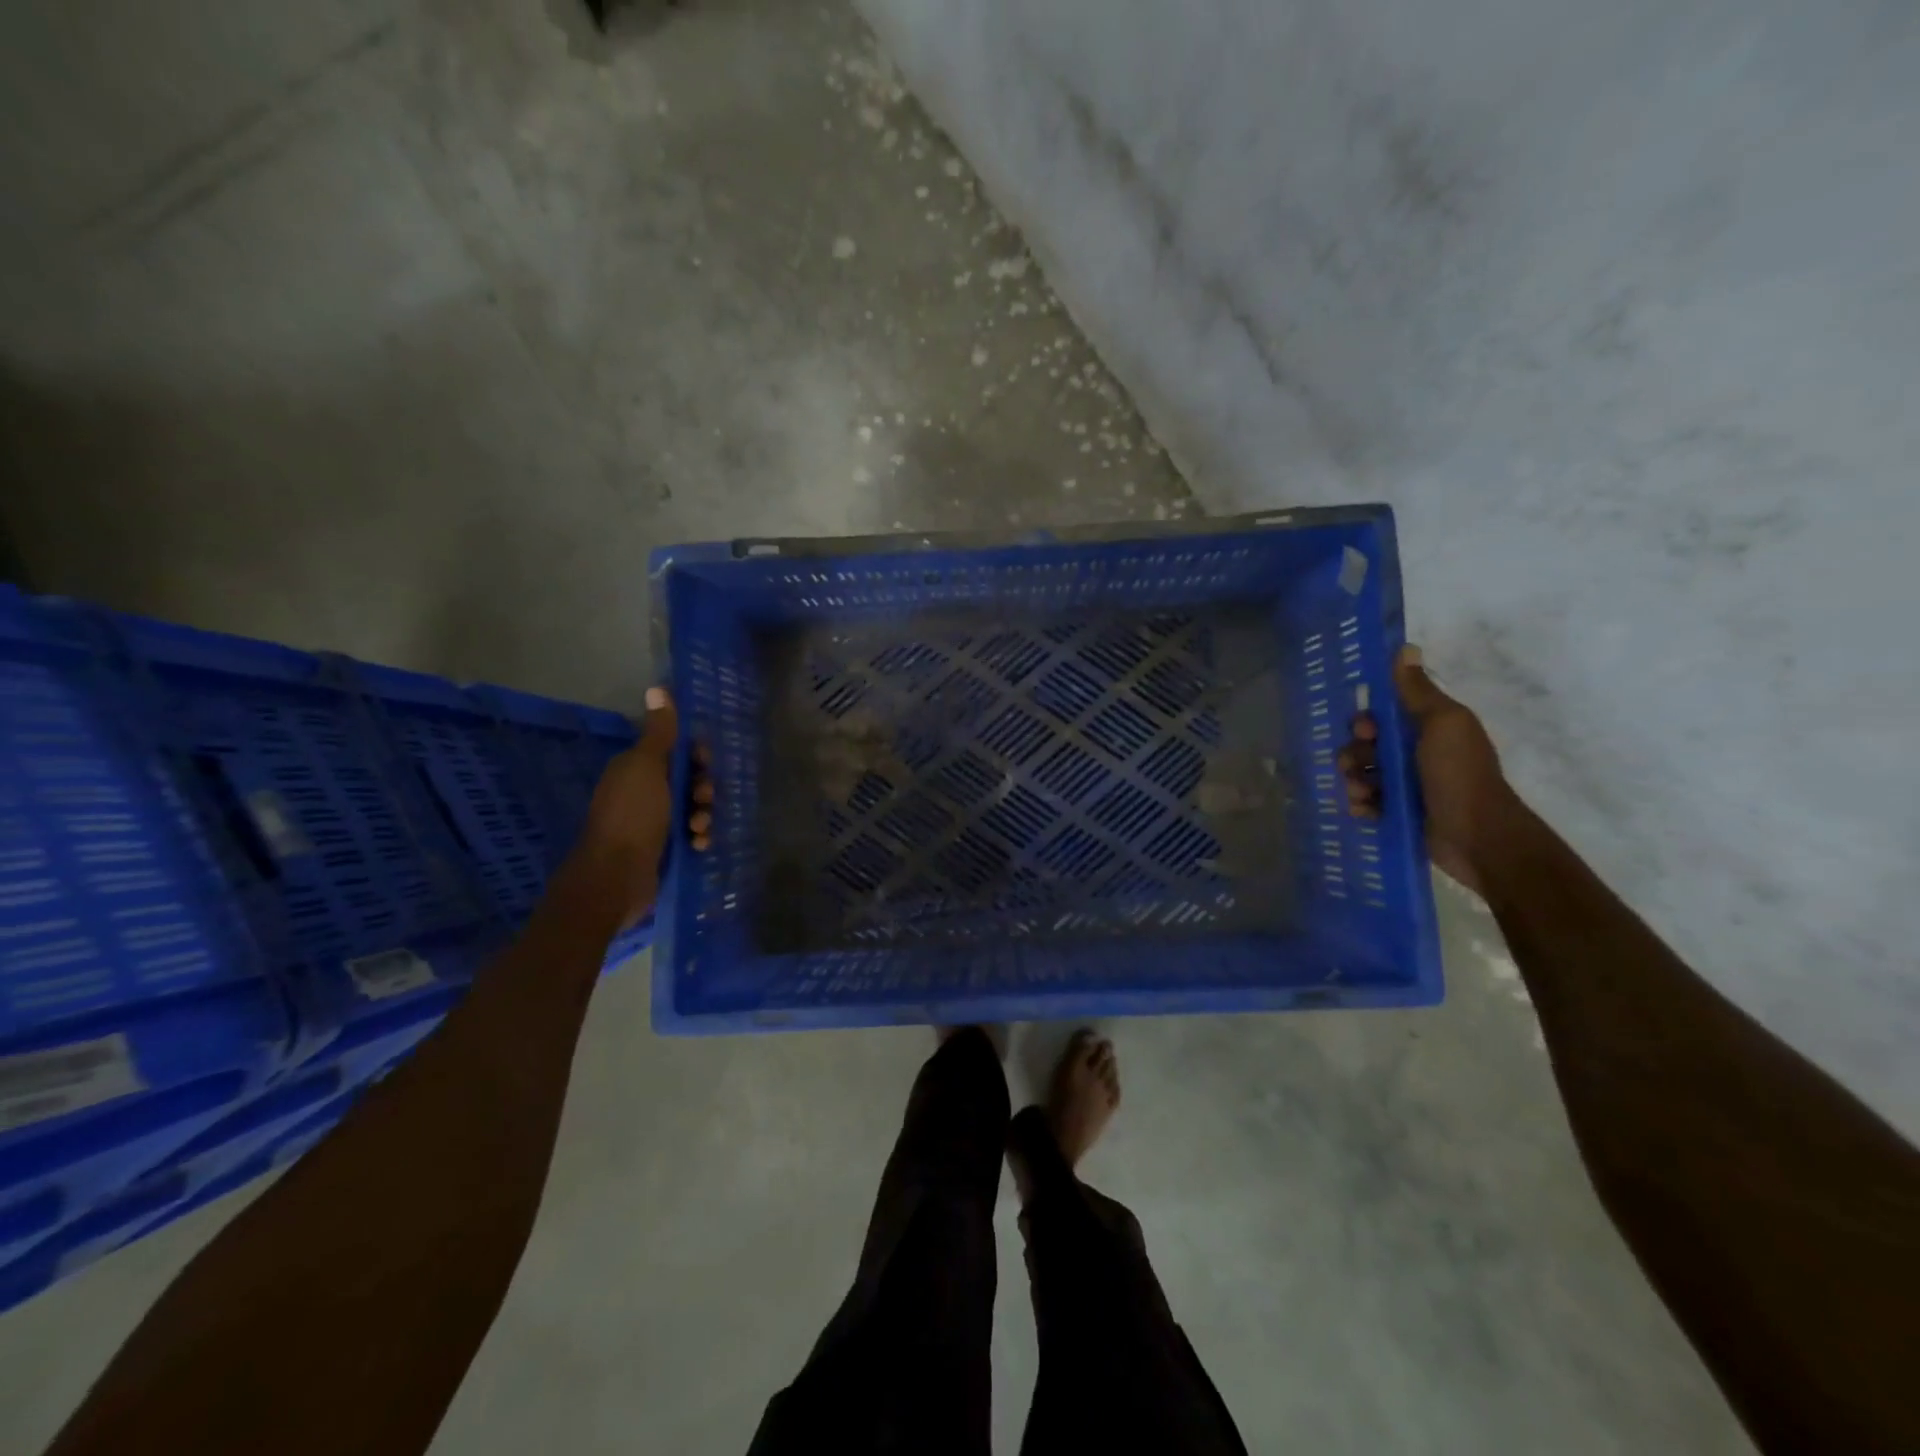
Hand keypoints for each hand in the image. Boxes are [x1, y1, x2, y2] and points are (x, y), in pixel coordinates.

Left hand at [572, 687, 713, 927]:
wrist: (615, 878)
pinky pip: (690, 835)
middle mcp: (643, 793)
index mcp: (636, 769)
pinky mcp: (663, 849)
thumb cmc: (632, 816)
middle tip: (702, 800)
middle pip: (688, 780)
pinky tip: (699, 846)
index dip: (695, 755)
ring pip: (692, 809)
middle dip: (702, 788)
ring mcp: (652, 823)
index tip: (704, 764)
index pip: (675, 751)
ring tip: (699, 829)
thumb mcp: (647, 767)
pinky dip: (698, 838)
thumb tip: (658, 687)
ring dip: (703, 815)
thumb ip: (659, 731)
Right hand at [1338, 645, 1518, 895]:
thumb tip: (1406, 649)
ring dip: (1354, 781)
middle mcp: (1417, 753)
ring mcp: (1408, 785)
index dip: (1366, 722)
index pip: (1383, 715)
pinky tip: (1366, 811)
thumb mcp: (1442, 724)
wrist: (1478, 837)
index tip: (1366, 732)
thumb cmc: (1459, 775)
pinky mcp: (1401, 813)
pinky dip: (1362, 805)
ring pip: (1363, 774)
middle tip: (1356, 768)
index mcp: (1429, 727)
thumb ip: (1418, 691)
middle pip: (1366, 746)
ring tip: (1362, 795)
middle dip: (1354, 754)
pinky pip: (1367, 803)